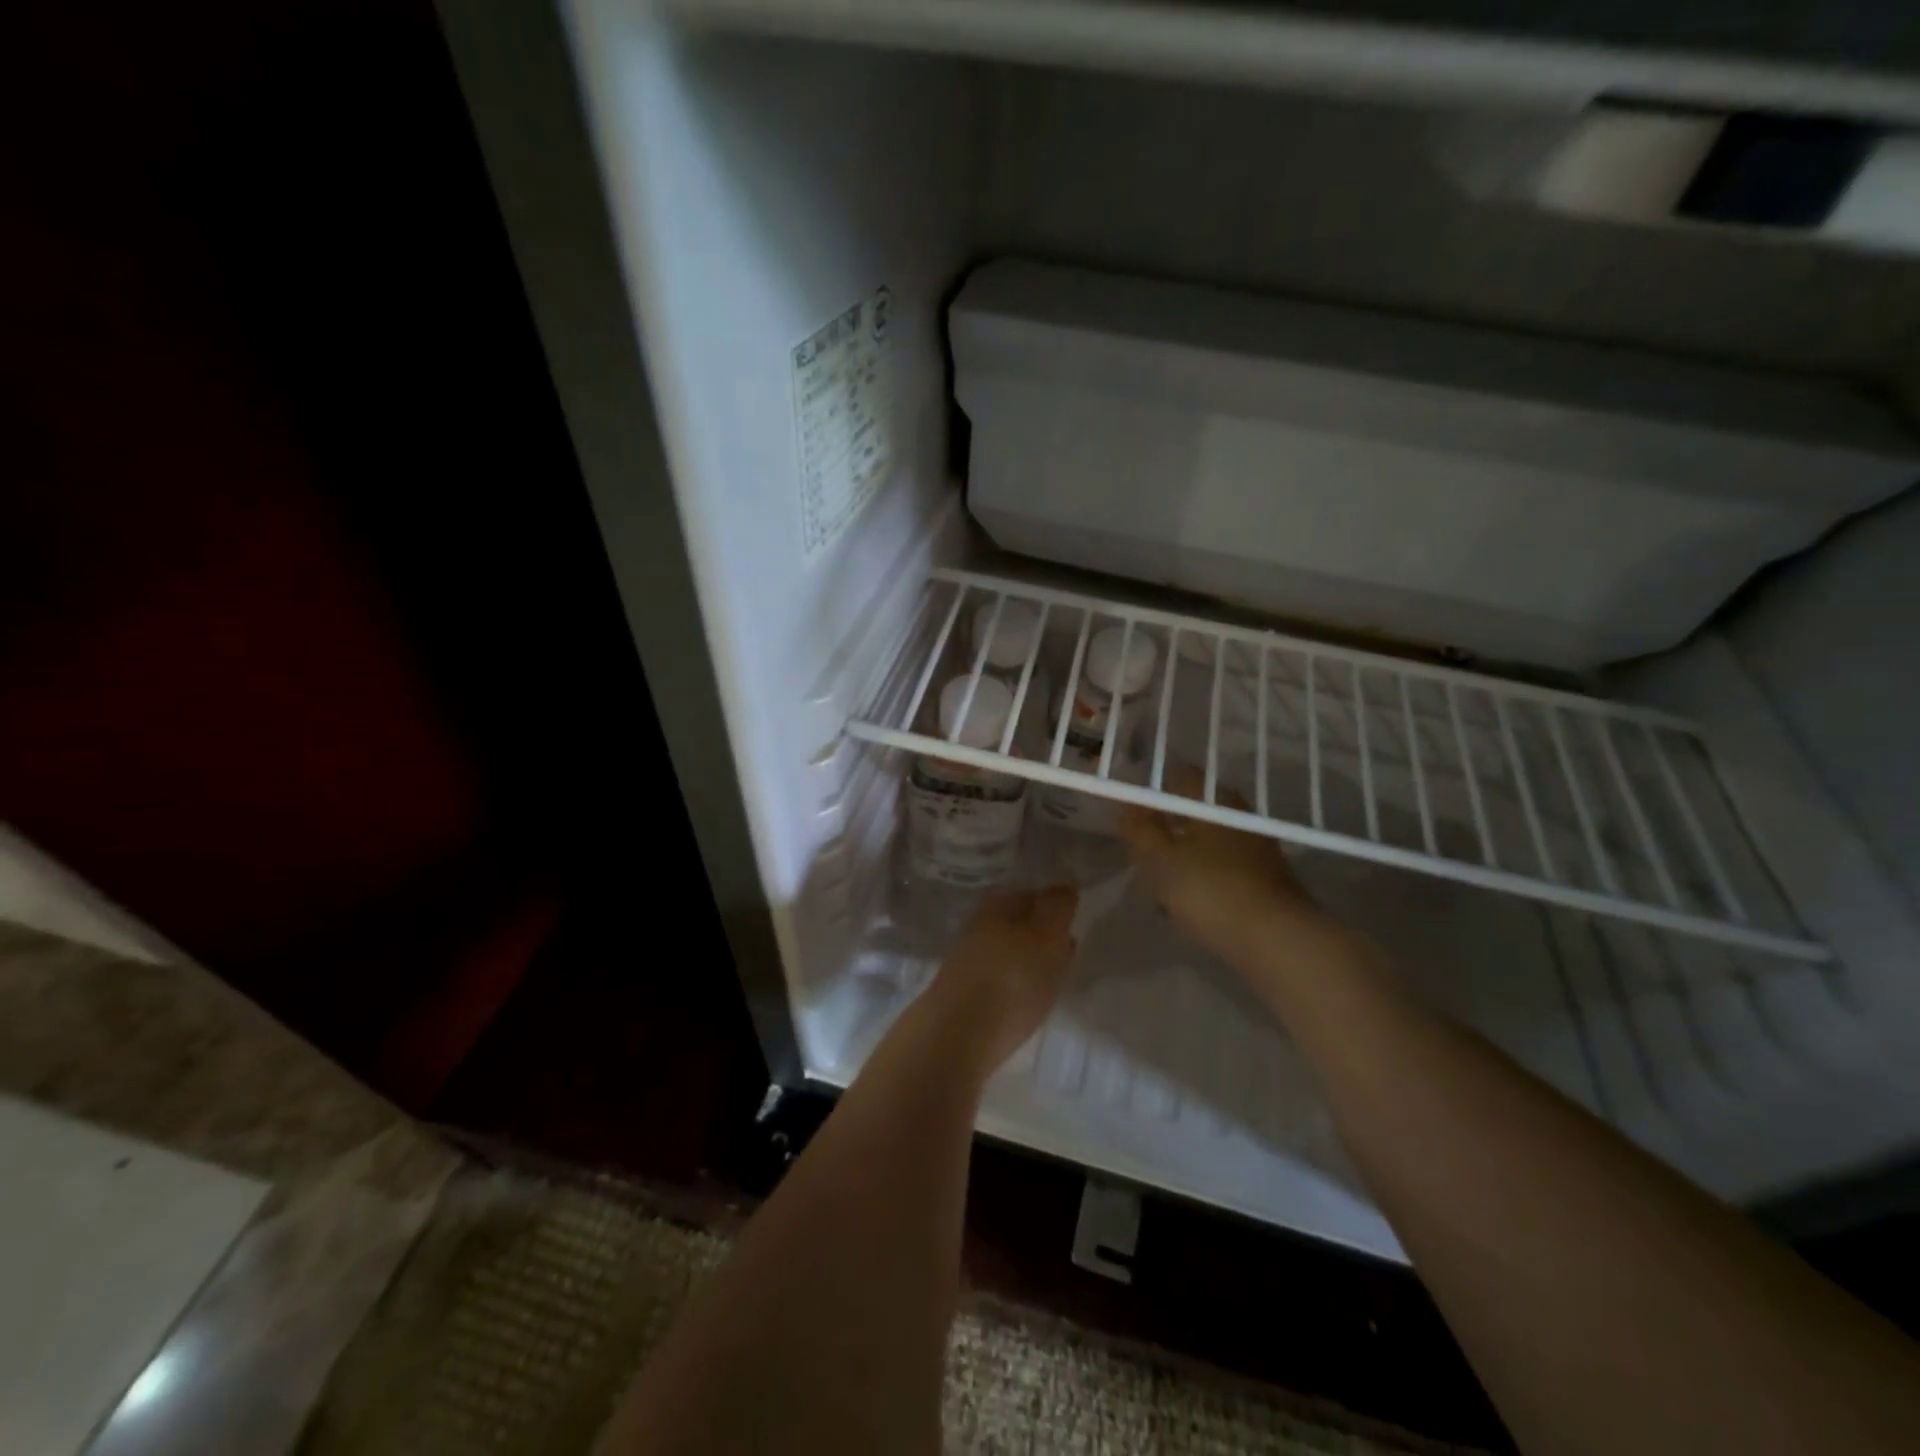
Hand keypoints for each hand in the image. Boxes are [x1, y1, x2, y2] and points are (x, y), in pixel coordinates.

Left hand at [926, 887, 1077, 1071]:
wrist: (958, 1035)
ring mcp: (968, 958)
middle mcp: (979, 924)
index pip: (1033, 894)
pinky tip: (1027, 998)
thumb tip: (1064, 884)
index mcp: (997, 904)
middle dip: (1041, 933)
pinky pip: (999, 977)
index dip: (1055, 906)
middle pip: (1018, 923)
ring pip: (1008, 950)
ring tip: (1053, 978)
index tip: (1073, 922)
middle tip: (1067, 950)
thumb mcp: (1046, 936)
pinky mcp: (963, 990)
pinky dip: (1016, 982)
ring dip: (1029, 959)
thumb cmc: (1011, 978)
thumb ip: (1057, 907)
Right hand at [1118, 764, 1335, 972]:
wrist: (1277, 940)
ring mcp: (1257, 845)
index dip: (1152, 790)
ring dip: (1184, 851)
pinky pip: (1223, 863)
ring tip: (1160, 876)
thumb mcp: (1160, 861)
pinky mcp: (1265, 876)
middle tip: (1141, 845)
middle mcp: (1239, 814)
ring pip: (1209, 838)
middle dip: (1167, 823)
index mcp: (1213, 800)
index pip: (1178, 776)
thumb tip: (1128, 810)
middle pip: (1195, 808)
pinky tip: (1189, 896)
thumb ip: (1140, 831)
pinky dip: (1204, 872)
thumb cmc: (1211, 891)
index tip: (1132, 811)